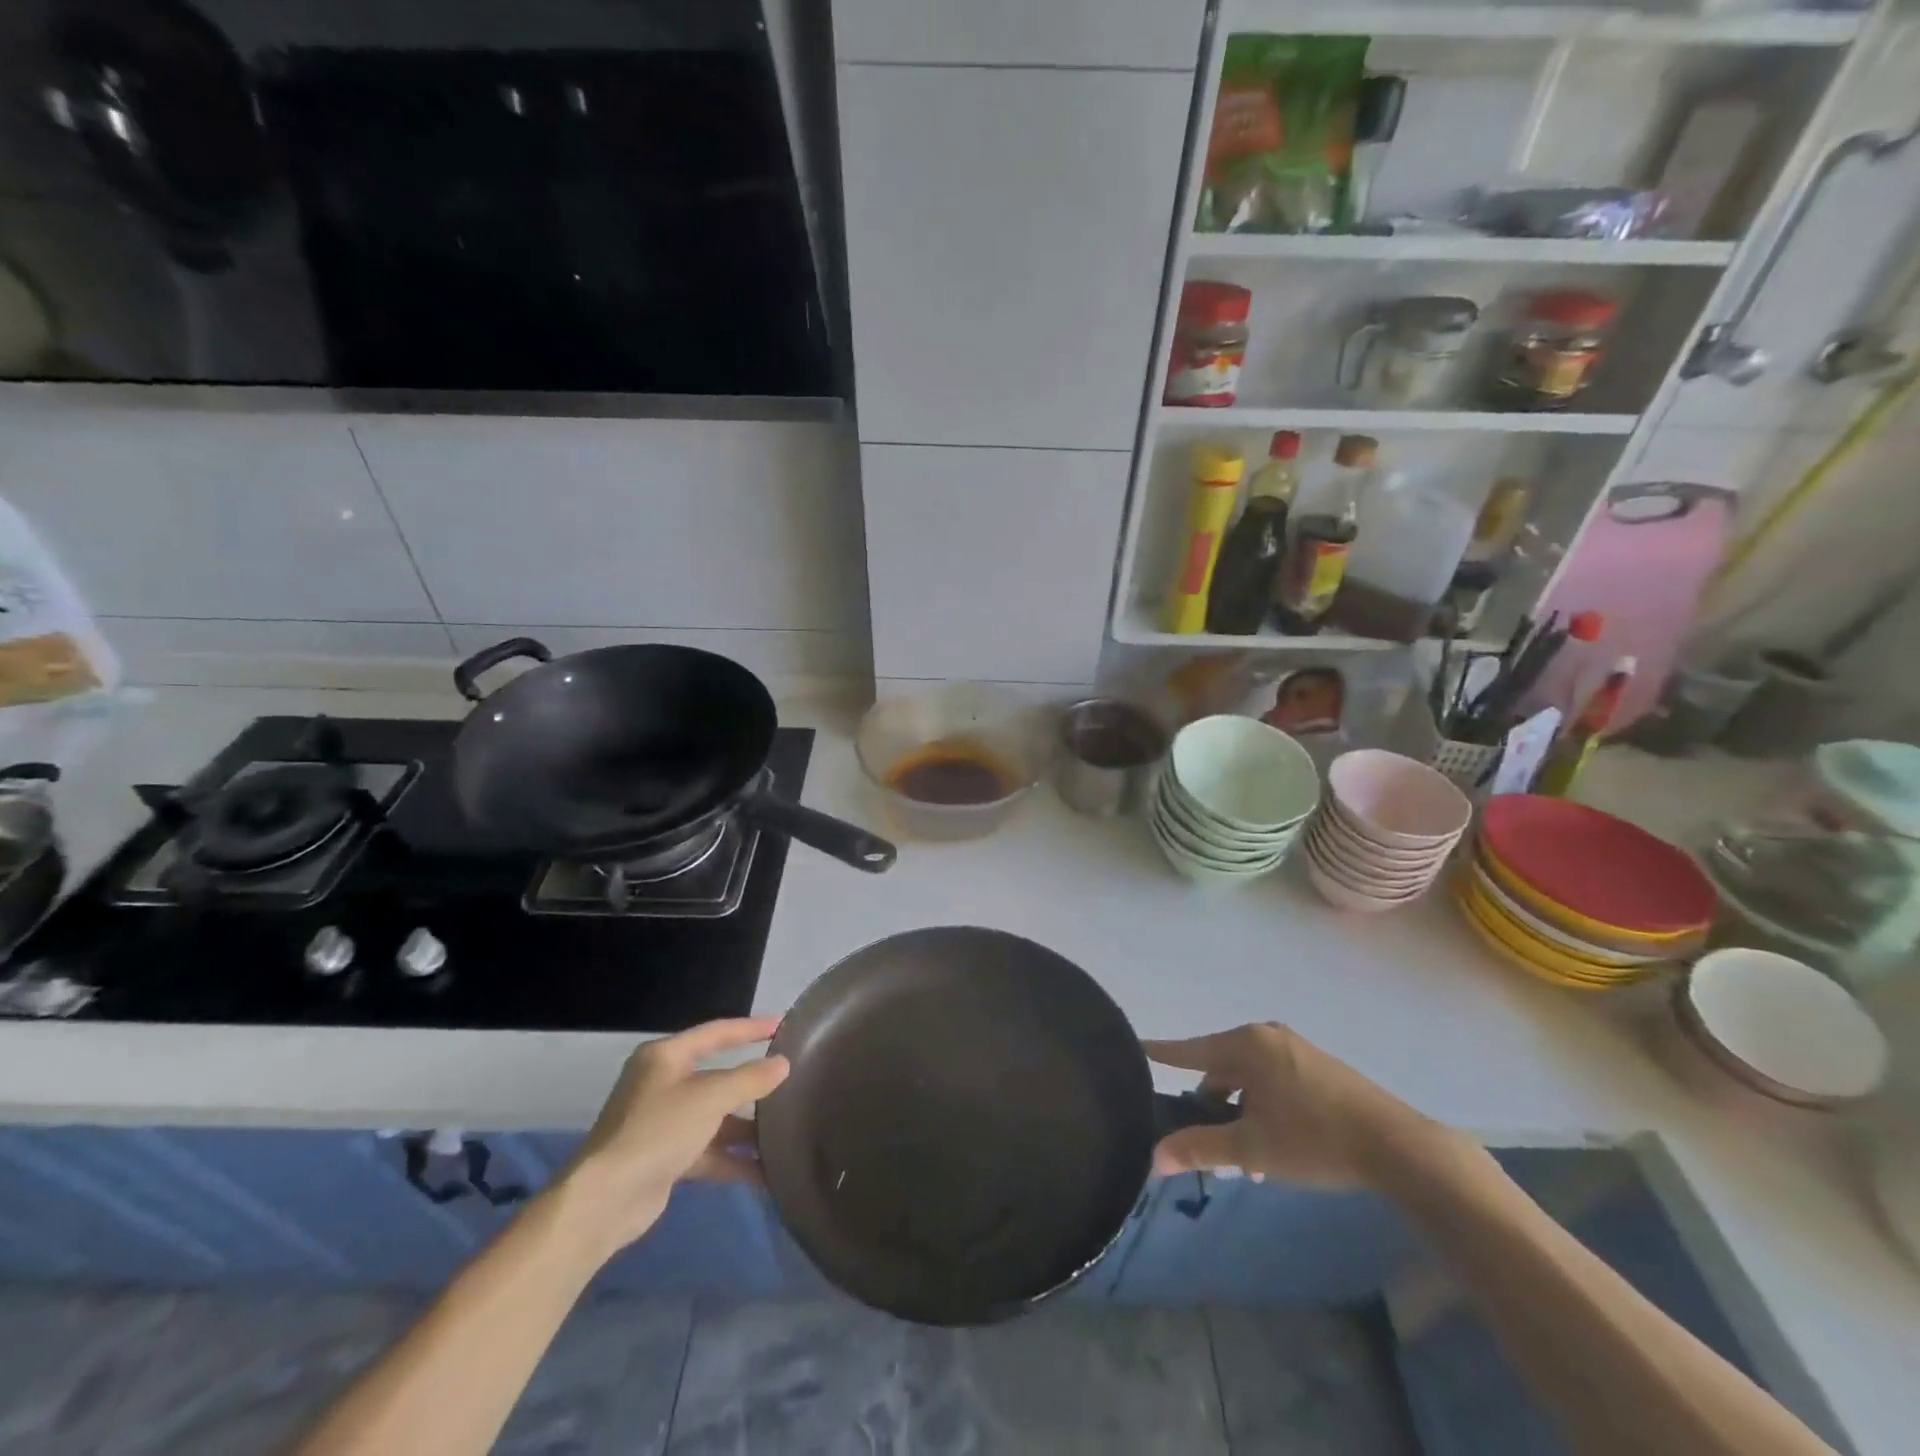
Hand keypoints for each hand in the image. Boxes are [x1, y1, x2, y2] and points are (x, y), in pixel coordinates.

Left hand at [556, 1018, 789, 1258]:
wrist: (604, 1202)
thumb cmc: (658, 1130)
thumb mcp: (709, 1098)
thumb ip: (750, 1079)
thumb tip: (783, 1064)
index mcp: (666, 1057)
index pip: (716, 1033)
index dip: (750, 1028)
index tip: (783, 1025)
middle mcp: (663, 1084)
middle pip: (717, 1077)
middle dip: (752, 1085)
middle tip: (790, 1082)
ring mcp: (663, 1123)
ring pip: (715, 1118)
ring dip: (746, 1129)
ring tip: (785, 1133)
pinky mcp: (665, 1158)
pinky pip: (708, 1151)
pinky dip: (733, 1160)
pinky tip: (765, 1174)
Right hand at [1145, 1023, 1443, 1189]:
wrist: (1398, 1147)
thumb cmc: (1314, 1139)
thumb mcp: (1252, 1148)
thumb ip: (1200, 1149)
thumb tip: (1154, 1158)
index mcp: (1246, 1044)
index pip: (1190, 1049)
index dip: (1162, 1053)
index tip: (1135, 1046)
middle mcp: (1267, 1037)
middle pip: (1221, 1068)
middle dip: (1212, 1108)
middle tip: (1211, 1148)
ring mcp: (1296, 1050)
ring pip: (1249, 1080)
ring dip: (1240, 1114)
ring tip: (1247, 1162)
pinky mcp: (1318, 1067)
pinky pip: (1273, 1082)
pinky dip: (1263, 1108)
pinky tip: (1274, 1148)